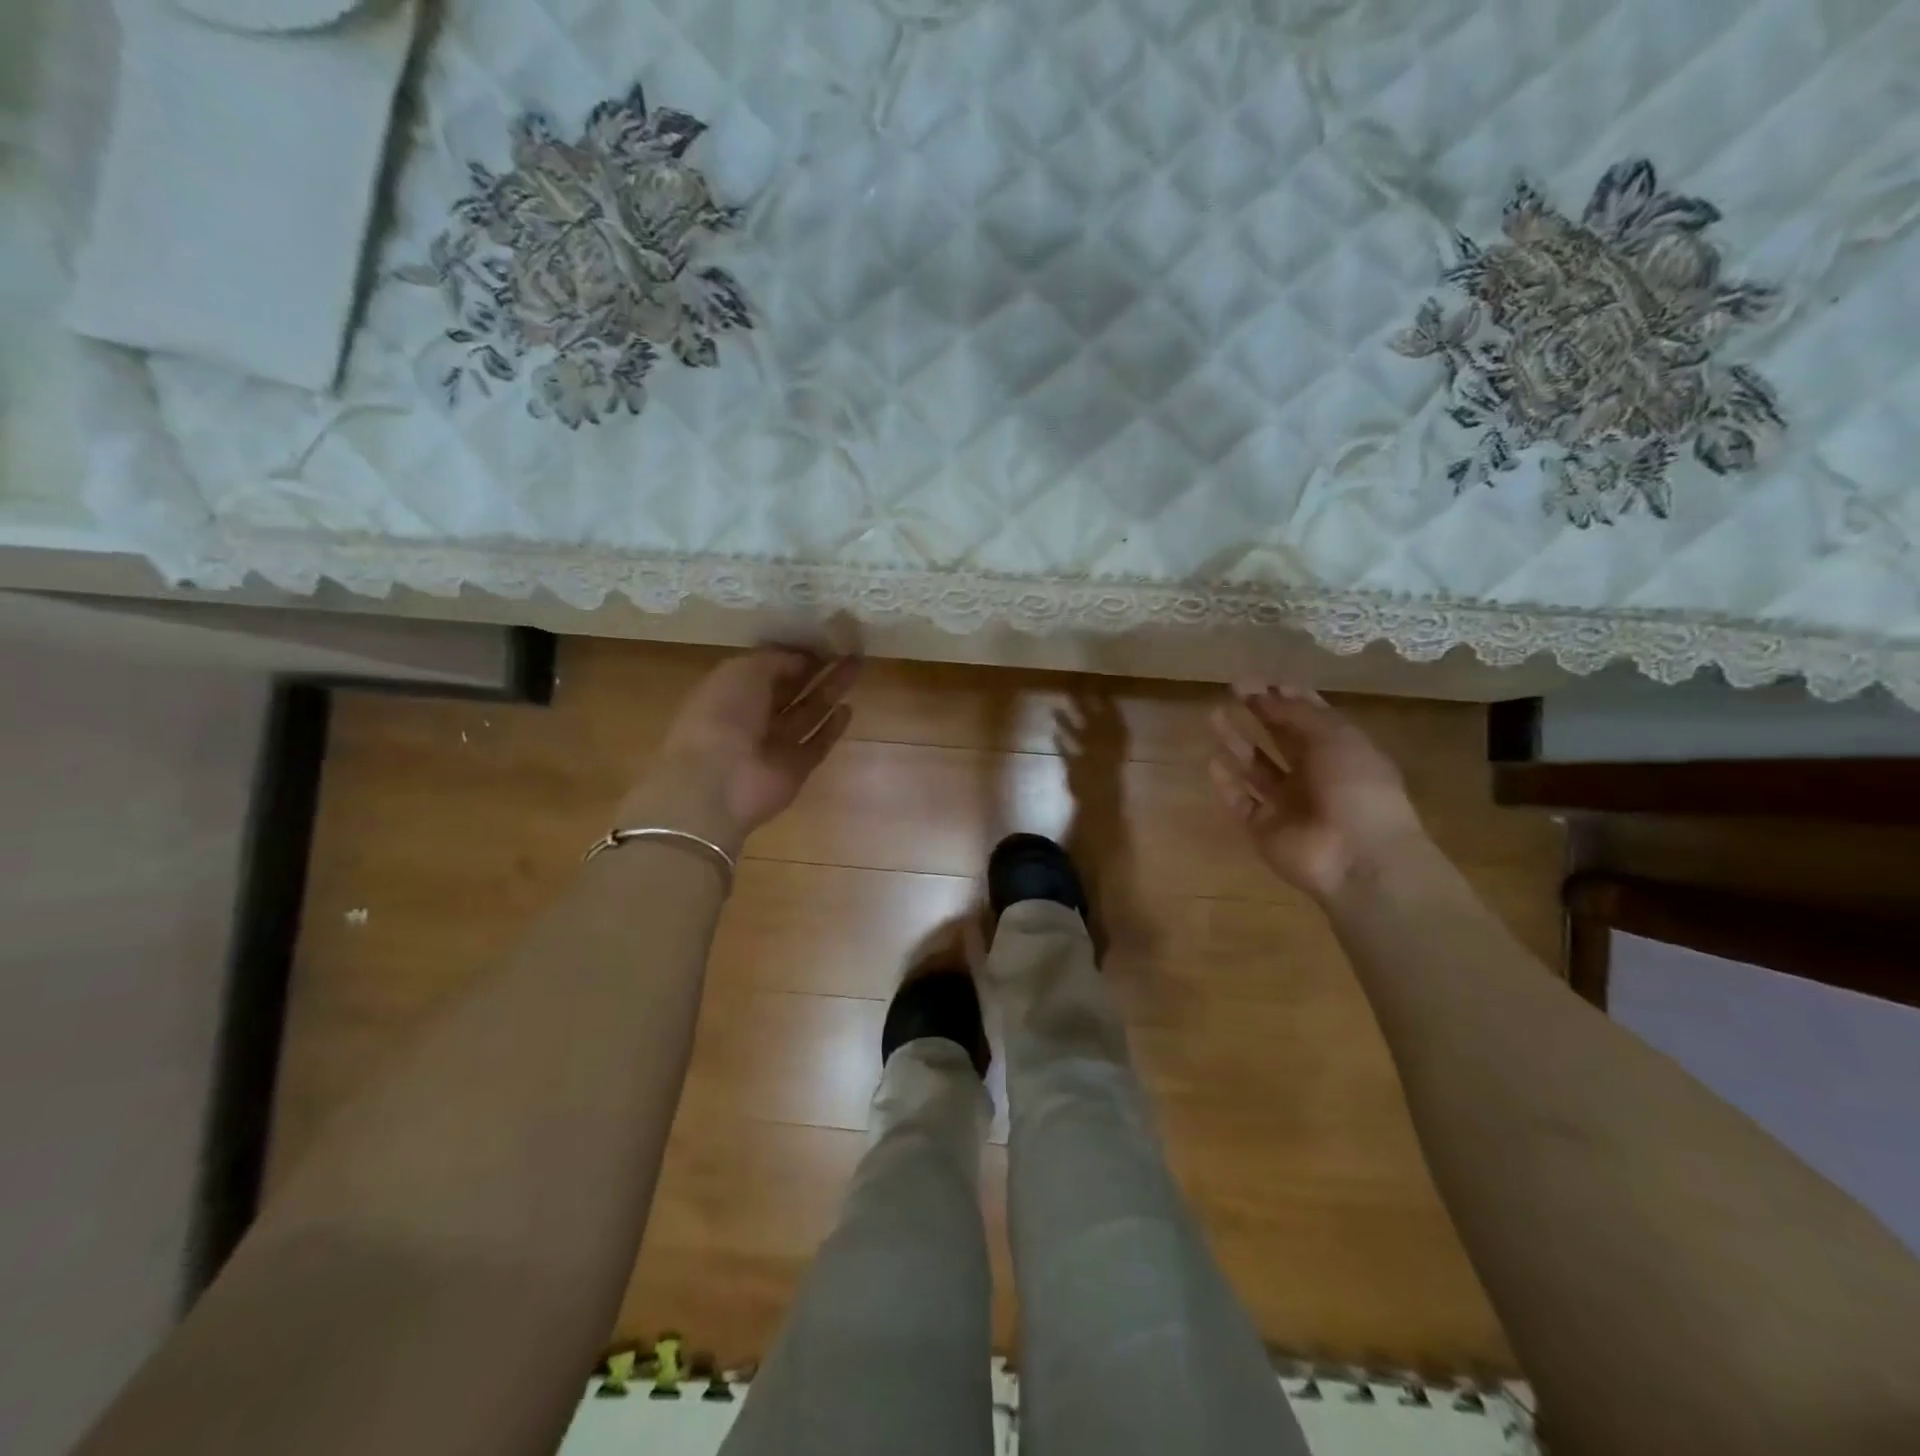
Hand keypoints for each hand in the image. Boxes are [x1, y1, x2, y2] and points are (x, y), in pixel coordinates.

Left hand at [626, 649, 860, 852]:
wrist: (717, 781)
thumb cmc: (723, 715)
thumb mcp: (743, 670)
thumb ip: (776, 660)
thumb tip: (804, 659)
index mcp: (732, 691)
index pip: (769, 669)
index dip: (795, 655)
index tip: (824, 640)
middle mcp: (754, 717)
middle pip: (792, 690)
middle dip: (819, 670)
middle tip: (850, 650)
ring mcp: (776, 745)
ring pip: (808, 713)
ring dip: (831, 691)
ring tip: (857, 668)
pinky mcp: (796, 769)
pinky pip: (817, 744)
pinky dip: (832, 728)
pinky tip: (848, 708)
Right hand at [1207, 684, 1426, 901]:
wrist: (1357, 857)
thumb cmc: (1355, 788)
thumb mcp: (1335, 738)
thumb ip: (1298, 715)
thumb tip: (1271, 691)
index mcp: (1340, 752)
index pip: (1310, 718)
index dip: (1287, 698)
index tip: (1261, 680)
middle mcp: (1313, 775)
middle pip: (1281, 739)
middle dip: (1259, 713)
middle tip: (1233, 689)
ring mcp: (1287, 804)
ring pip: (1256, 768)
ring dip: (1237, 742)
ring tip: (1214, 716)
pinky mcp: (1264, 828)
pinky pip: (1241, 802)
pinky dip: (1227, 784)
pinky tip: (1212, 761)